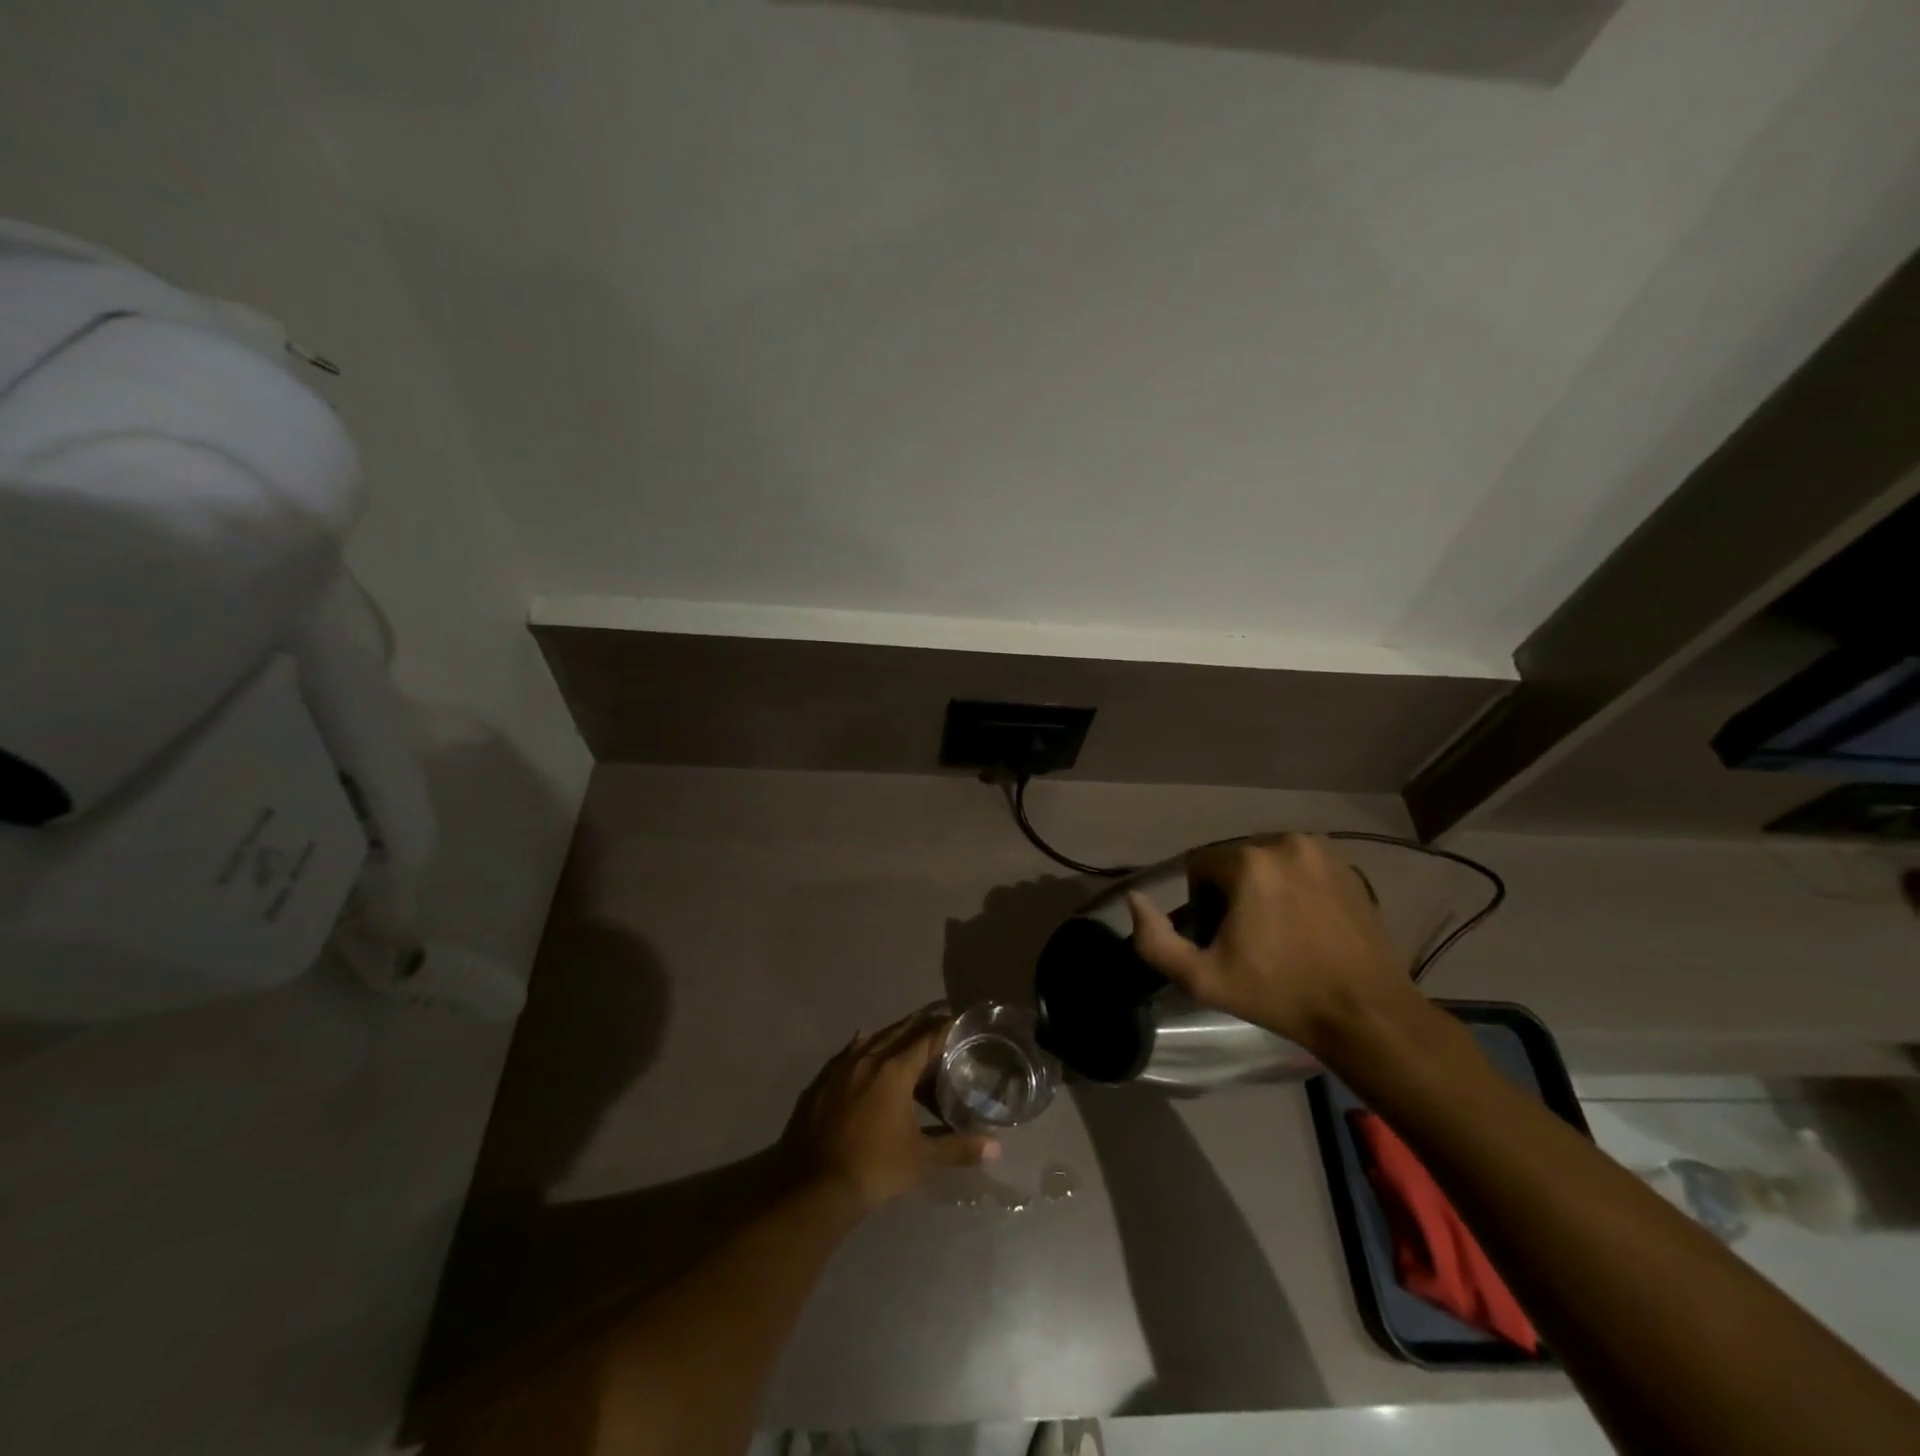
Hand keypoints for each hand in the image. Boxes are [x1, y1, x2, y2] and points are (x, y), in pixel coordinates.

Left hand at [786, 1007, 996, 1212]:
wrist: (815, 1187)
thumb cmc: (874, 1168)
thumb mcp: (921, 1159)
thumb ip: (958, 1148)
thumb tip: (996, 1148)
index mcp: (894, 1071)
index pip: (926, 1038)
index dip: (944, 1027)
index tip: (958, 1019)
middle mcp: (868, 1059)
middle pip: (899, 1031)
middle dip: (921, 1024)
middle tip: (939, 1019)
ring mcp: (841, 1068)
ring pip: (873, 1039)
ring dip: (893, 1033)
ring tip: (908, 1033)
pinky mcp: (823, 1082)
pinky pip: (849, 1052)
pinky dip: (864, 1046)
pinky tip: (865, 1045)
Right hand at [1125, 834, 1411, 1054]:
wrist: (1366, 1014)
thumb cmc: (1280, 995)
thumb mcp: (1203, 979)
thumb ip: (1155, 940)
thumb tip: (1135, 899)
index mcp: (1249, 862)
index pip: (1199, 866)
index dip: (1200, 903)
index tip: (1220, 939)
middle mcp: (1285, 842)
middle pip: (1234, 859)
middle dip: (1231, 892)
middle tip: (1248, 939)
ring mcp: (1322, 851)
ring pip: (1267, 860)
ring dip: (1262, 886)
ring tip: (1278, 931)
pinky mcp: (1348, 866)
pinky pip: (1300, 866)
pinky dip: (1293, 886)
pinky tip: (1306, 924)